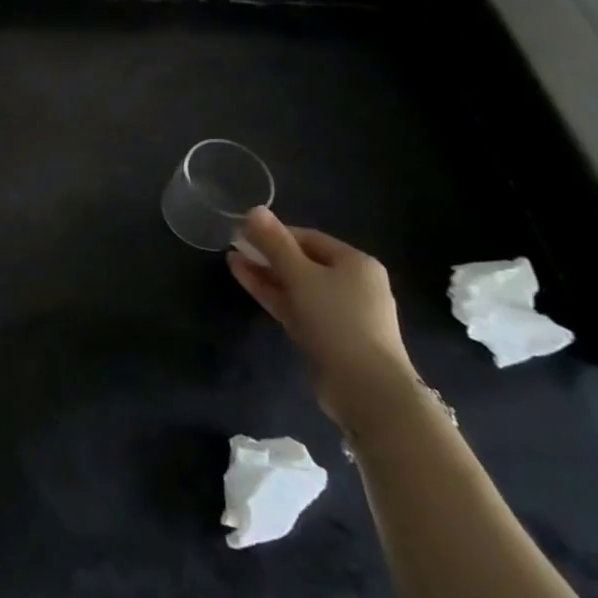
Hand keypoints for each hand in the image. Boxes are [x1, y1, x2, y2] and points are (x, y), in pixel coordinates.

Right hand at [227, 207, 417, 423]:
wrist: (366, 388)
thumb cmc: (337, 320)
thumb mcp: (301, 275)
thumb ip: (275, 243)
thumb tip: (254, 209)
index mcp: (356, 263)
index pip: (309, 237)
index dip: (275, 233)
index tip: (243, 232)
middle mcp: (352, 284)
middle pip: (303, 260)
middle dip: (268, 253)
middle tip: (234, 245)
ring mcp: (339, 312)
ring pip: (296, 285)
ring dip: (265, 272)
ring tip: (231, 260)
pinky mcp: (326, 335)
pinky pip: (296, 305)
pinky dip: (273, 293)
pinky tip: (246, 280)